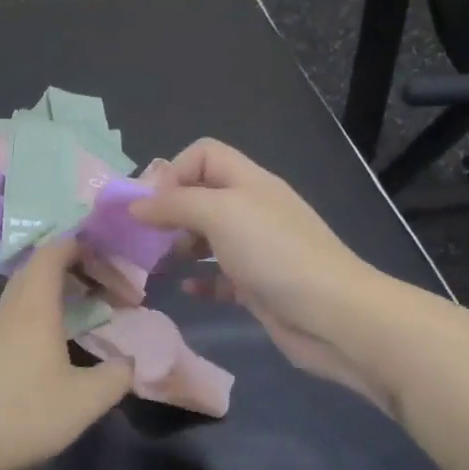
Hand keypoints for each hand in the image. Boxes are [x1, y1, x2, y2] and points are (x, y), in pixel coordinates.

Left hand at [0, 239, 132, 469]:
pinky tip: (48, 350)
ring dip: (51, 296)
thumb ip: (116, 376)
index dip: (77, 246)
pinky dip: (35, 319)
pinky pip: (10, 322)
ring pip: (21, 298)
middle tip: (101, 284)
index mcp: (33, 309)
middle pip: (34, 272)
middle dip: (69, 268)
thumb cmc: (24, 416)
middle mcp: (7, 313)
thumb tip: (129, 362)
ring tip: (81, 313)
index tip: (104, 253)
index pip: (51, 255)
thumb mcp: (85, 401)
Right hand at [132, 139, 379, 393]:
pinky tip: (187, 289)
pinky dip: (201, 279)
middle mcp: (252, 209)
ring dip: (180, 246)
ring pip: (208, 236)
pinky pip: (220, 275)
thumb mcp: (219, 213)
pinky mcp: (258, 284)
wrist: (332, 314)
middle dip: (170, 211)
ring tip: (158, 264)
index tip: (151, 205)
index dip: (173, 171)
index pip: (204, 154)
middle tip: (145, 236)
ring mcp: (257, 248)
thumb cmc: (274, 252)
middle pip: (202, 195)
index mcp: (248, 182)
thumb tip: (135, 205)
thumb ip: (174, 204)